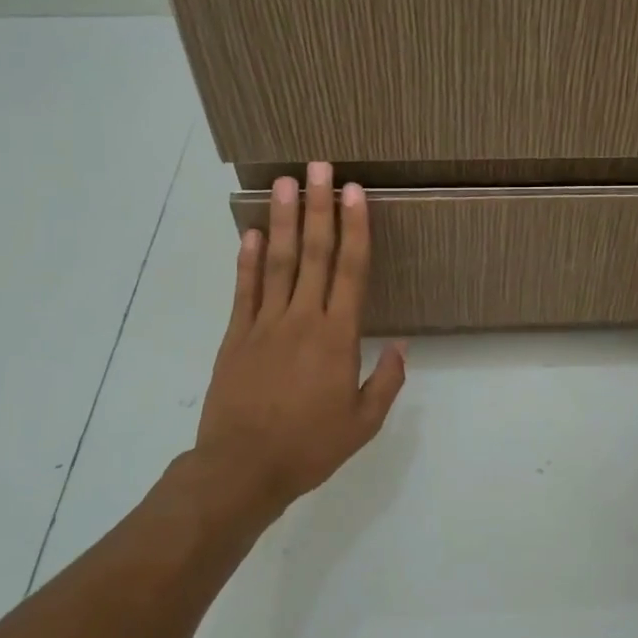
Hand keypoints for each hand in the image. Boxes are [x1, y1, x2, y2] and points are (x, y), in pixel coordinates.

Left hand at [187, 163, 407, 511]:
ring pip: (276, 261)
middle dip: (318, 207)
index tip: (354, 192)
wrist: (241, 470)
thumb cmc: (309, 447)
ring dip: (281, 219)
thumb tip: (402, 345)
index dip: (355, 228)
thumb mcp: (363, 423)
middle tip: (318, 167)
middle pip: (313, 253)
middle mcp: (303, 319)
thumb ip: (386, 381)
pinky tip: (249, 232)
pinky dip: (246, 259)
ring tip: (284, 182)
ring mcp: (264, 324)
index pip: (351, 270)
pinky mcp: (235, 336)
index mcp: (338, 336)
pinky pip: (244, 290)